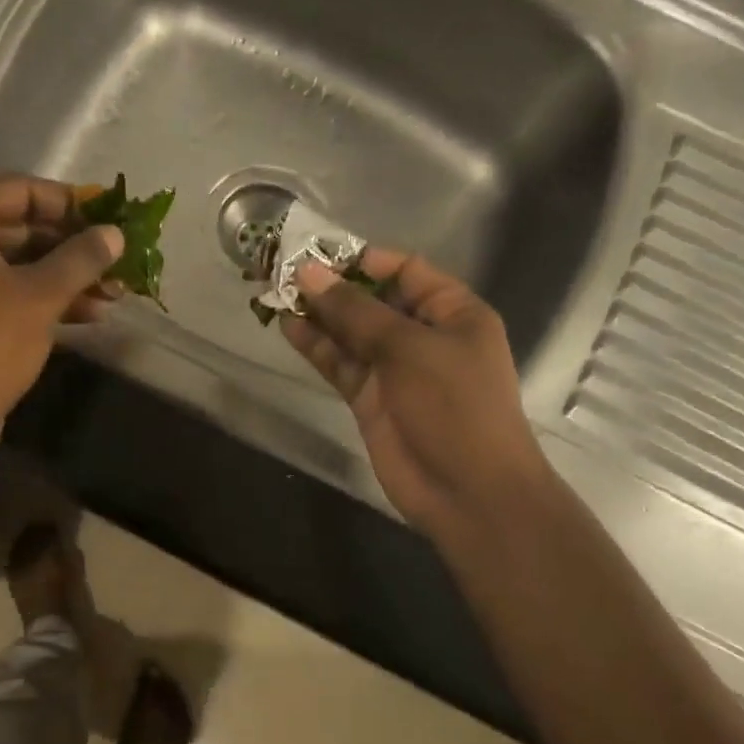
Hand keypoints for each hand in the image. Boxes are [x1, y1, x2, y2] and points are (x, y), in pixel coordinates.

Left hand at [0, 174, 123, 459]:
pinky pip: (4, 290)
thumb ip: (81, 258)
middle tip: (115, 259)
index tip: (108, 220)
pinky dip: (42, 297)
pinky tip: (89, 313)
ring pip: (15, 262)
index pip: (18, 189)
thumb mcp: (41, 297)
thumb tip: (115, 233)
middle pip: (18, 225)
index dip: (68, 202)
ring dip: (64, 275)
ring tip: (114, 292)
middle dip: (71, 246)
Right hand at [281, 251, 550, 545]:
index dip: (363, 260)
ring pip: (351, 333)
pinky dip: (316, 347)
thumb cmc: (454, 406)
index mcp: (452, 313)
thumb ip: (355, 312)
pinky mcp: (370, 398)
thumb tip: (309, 273)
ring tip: (276, 294)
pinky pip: (340, 363)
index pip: (405, 271)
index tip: (318, 252)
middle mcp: (423, 336)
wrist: (466, 490)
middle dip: (333, 287)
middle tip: (285, 270)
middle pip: (373, 300)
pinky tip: (288, 327)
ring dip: (318, 315)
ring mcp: (394, 369)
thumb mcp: (408, 349)